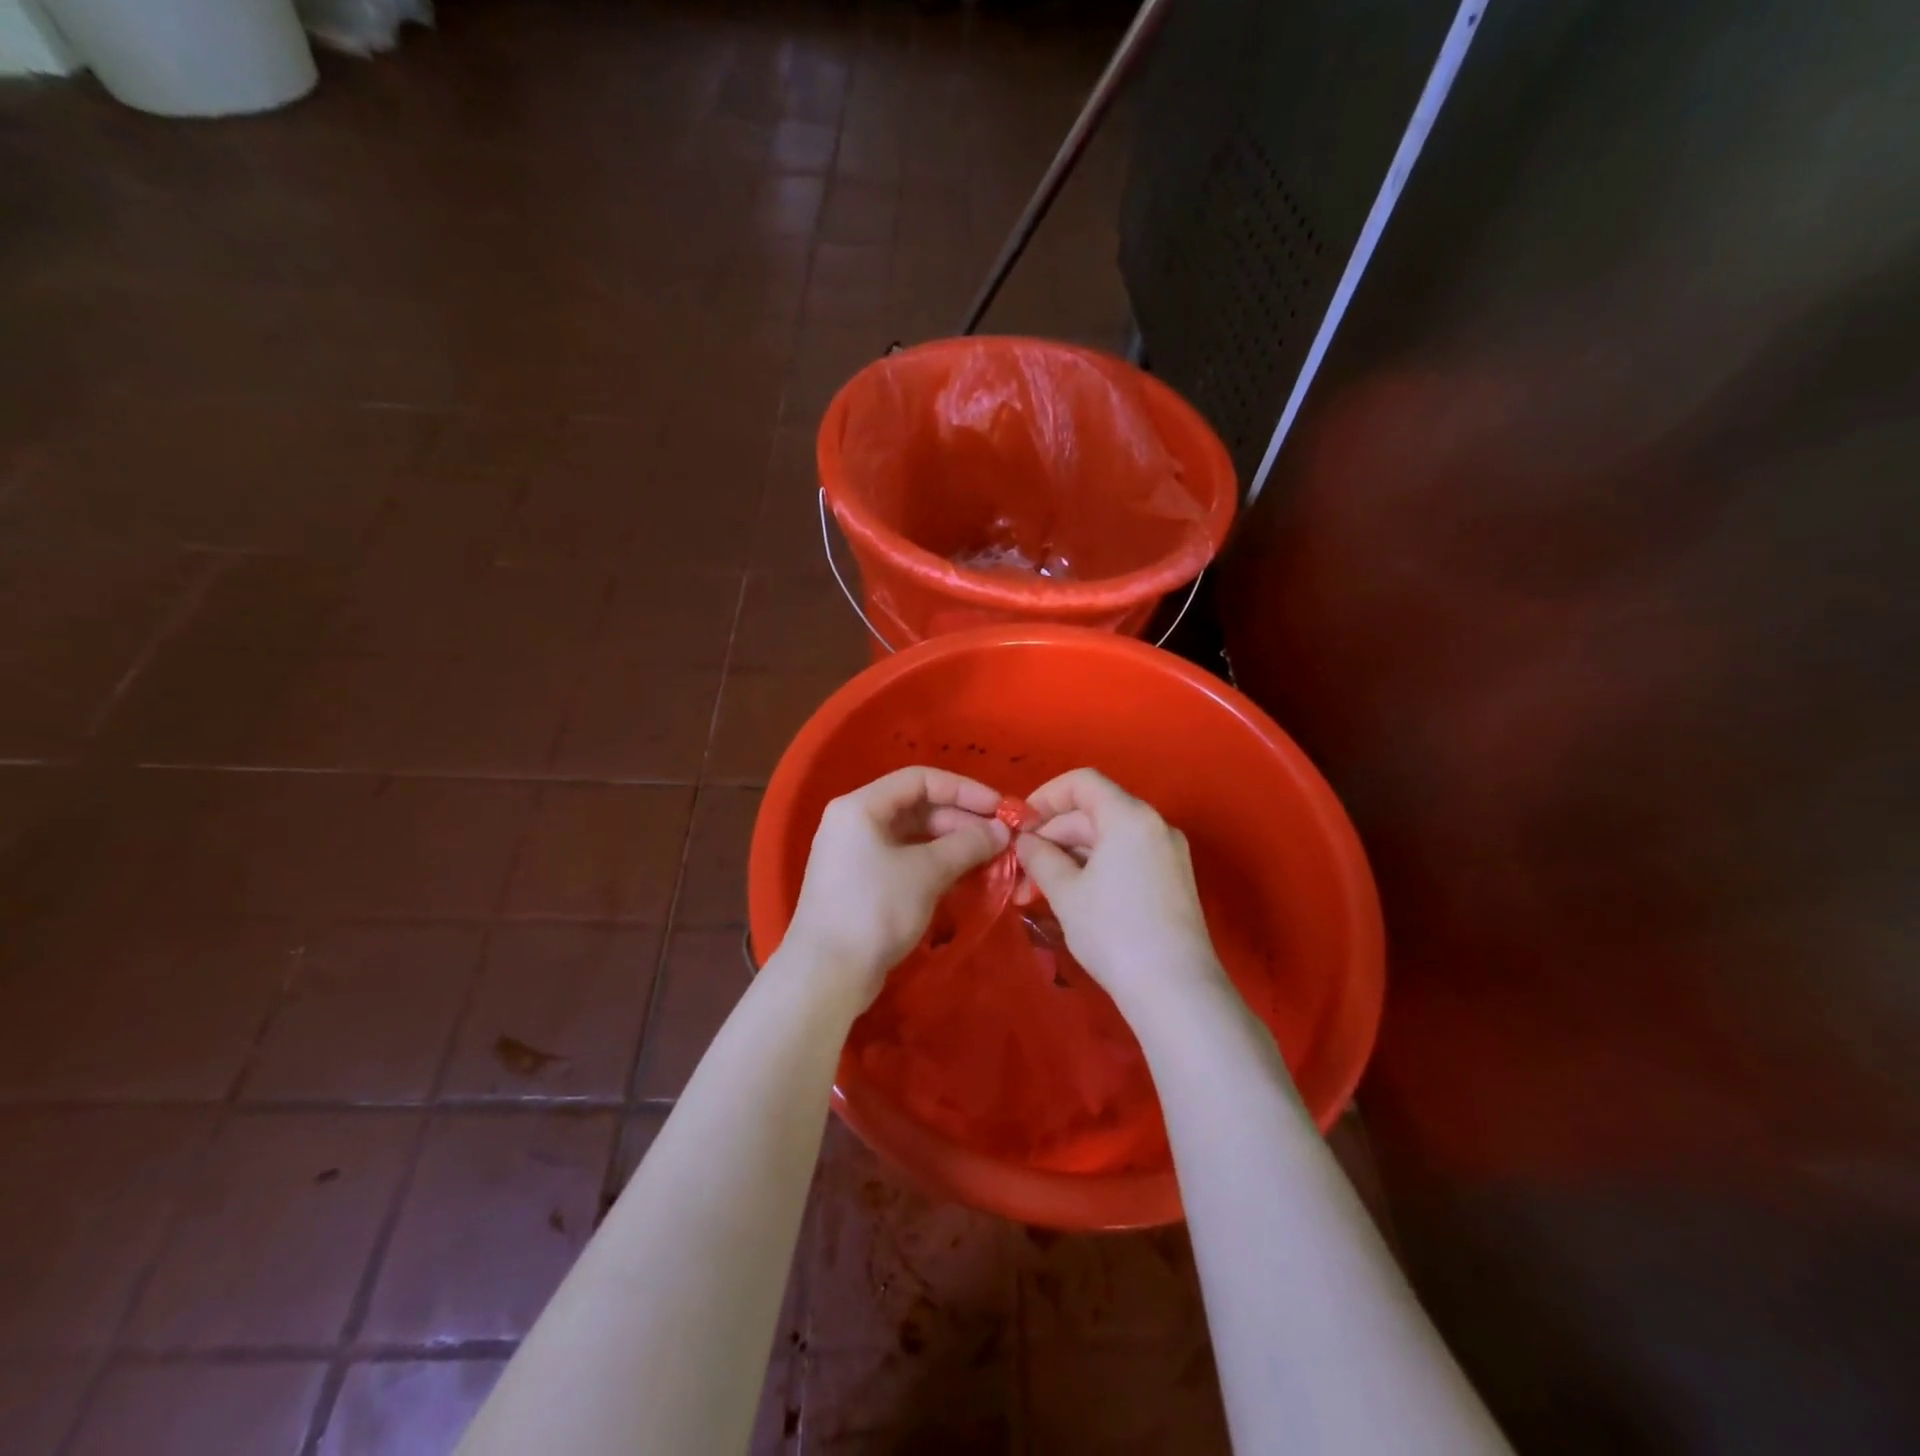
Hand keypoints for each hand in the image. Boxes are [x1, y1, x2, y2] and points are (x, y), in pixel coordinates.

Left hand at [785, 766, 1009, 1005]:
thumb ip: (967, 844)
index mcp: (861, 806)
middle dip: (960, 818)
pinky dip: (934, 861)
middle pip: (917, 806)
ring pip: (912, 834)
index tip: (998, 808)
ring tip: (989, 855)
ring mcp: (856, 853)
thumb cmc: (875, 910)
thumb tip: (1002, 830)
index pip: (920, 779)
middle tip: (1000, 836)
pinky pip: (904, 858)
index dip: (964, 789)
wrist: (826, 974)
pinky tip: (963, 873)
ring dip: (951, 842)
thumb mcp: (926, 872)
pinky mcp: (861, 881)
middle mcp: (855, 821)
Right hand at [1013, 769, 1225, 1017]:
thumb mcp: (1066, 893)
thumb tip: (1024, 841)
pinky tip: (1070, 898)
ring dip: (1068, 858)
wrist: (1176, 990)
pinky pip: (1125, 857)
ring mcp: (1167, 853)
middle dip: (1051, 838)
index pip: (1082, 782)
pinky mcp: (1172, 880)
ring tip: (1036, 893)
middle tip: (1020, 873)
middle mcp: (1154, 825)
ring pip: (1107, 839)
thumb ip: (1040, 857)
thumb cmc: (1115, 932)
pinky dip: (1094, 869)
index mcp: (1130, 816)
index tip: (1020, 826)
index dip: (1045, 797)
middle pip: (1092, 812)